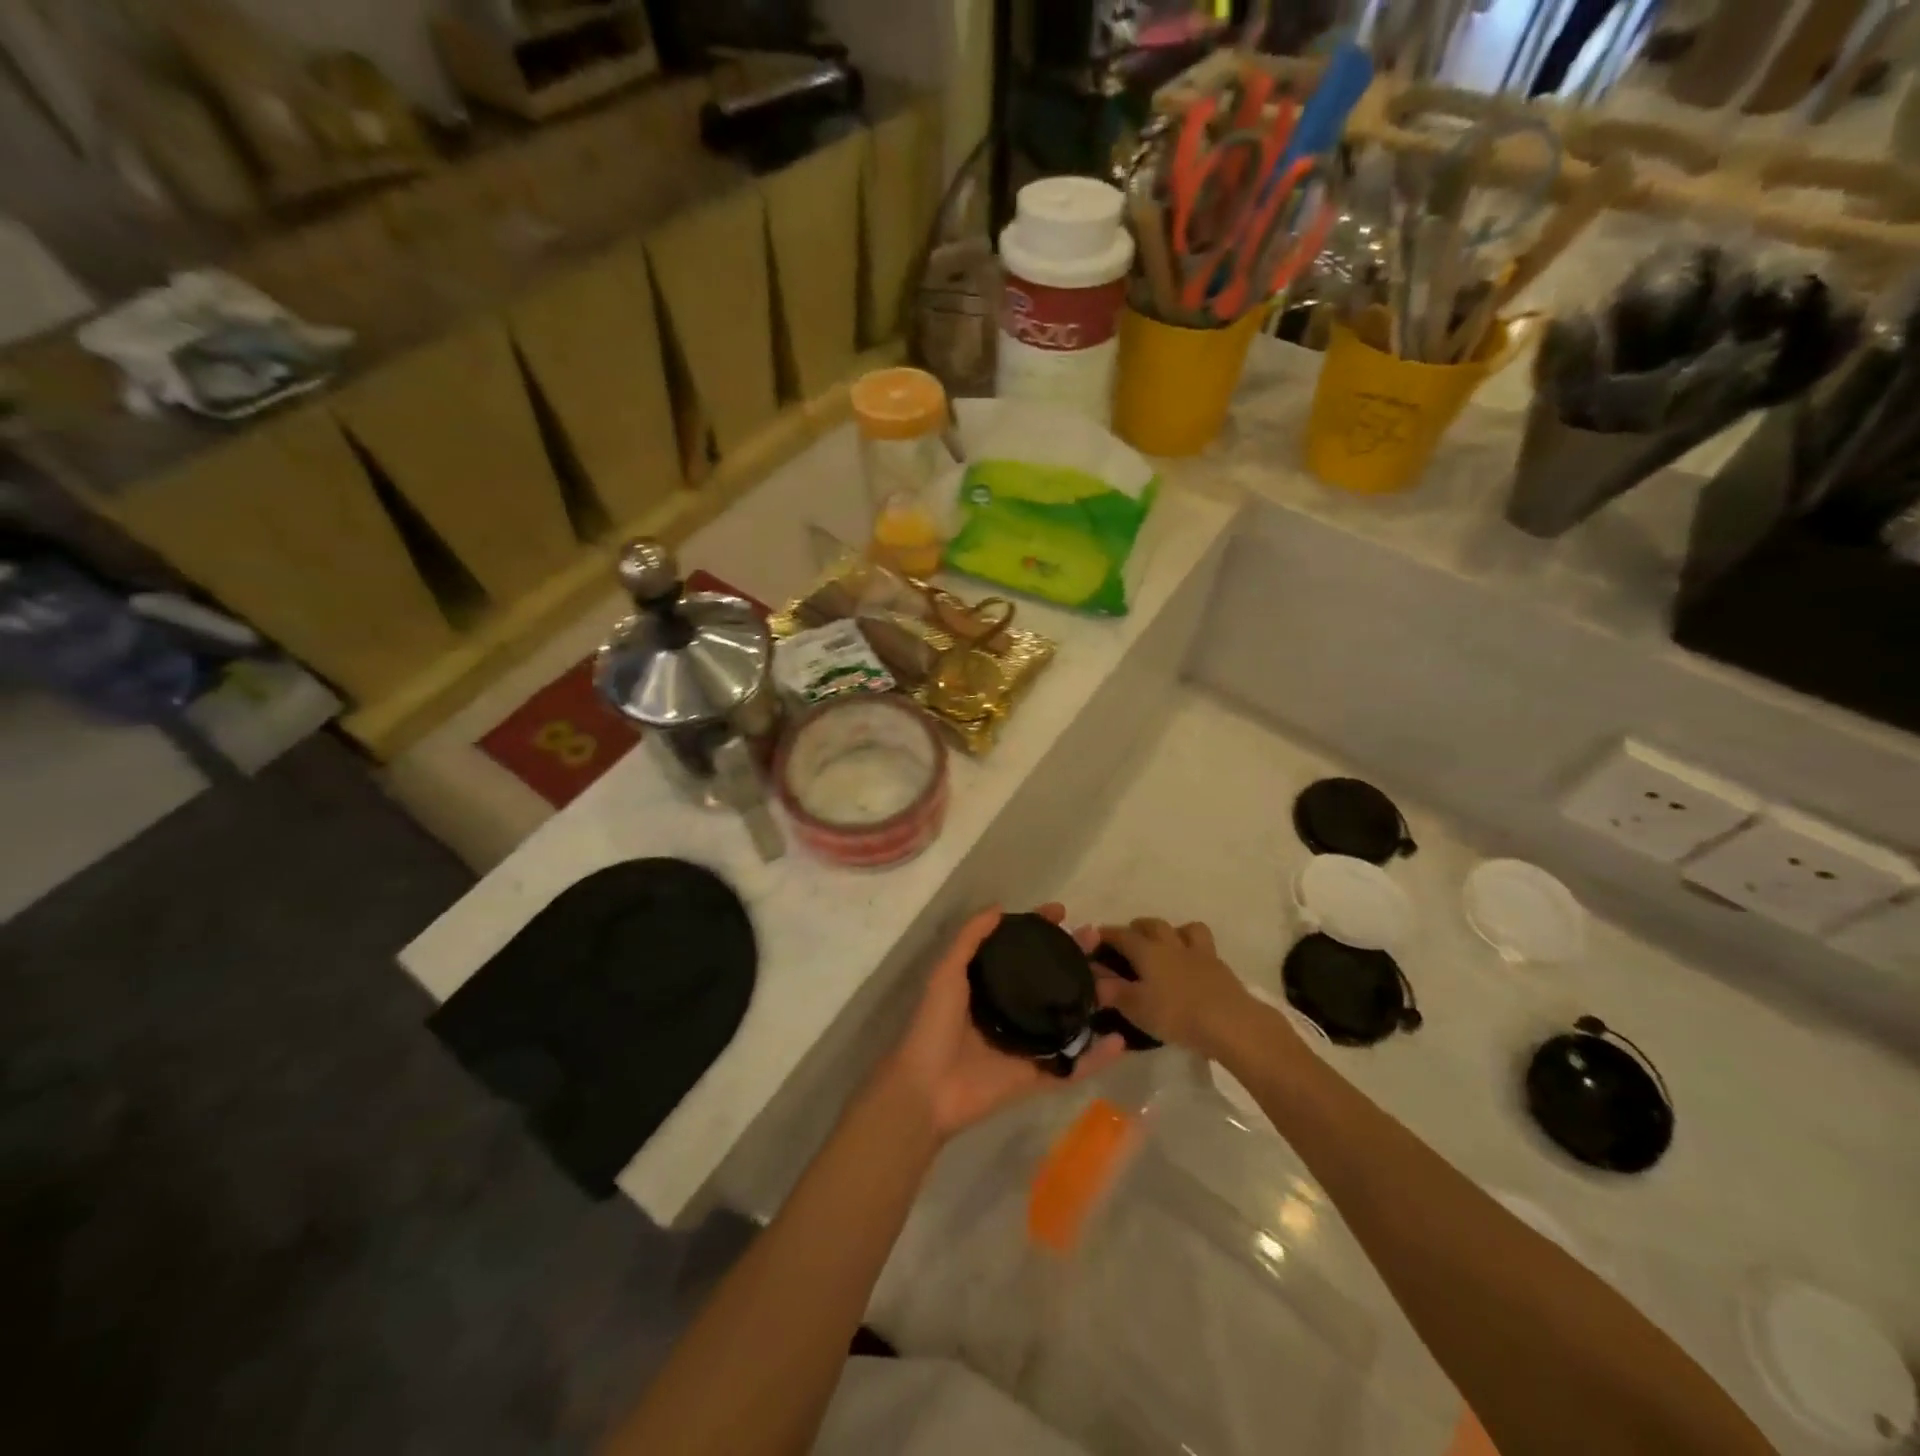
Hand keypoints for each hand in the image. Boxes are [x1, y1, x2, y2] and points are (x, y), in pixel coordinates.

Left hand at [885, 905, 1124, 1141]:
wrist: (927, 1087)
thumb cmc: (934, 1025)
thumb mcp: (947, 972)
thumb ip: (969, 939)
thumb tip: (999, 907)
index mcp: (991, 986)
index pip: (1023, 951)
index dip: (1041, 929)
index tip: (1062, 912)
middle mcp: (1013, 1010)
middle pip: (1053, 979)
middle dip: (1076, 958)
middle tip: (1097, 938)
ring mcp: (1029, 1044)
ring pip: (1070, 1018)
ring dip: (1094, 1001)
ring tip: (1117, 984)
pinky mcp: (1038, 1076)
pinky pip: (1073, 1066)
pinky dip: (1098, 1058)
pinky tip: (1120, 1040)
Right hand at [1093, 917, 1270, 1060]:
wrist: (1230, 1023)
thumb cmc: (1176, 1014)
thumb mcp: (1136, 1007)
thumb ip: (1111, 990)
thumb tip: (1092, 978)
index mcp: (1147, 950)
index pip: (1121, 934)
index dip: (1106, 934)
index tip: (1094, 937)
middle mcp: (1171, 944)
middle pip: (1152, 924)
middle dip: (1137, 927)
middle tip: (1129, 940)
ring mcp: (1199, 953)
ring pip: (1184, 929)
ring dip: (1172, 931)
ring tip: (1166, 946)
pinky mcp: (1220, 967)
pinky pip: (1204, 947)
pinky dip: (1193, 950)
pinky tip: (1191, 965)